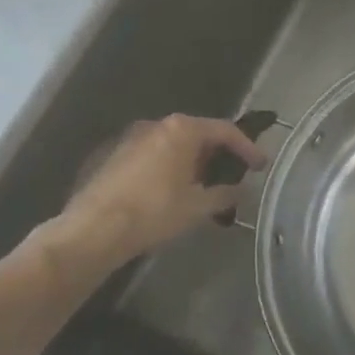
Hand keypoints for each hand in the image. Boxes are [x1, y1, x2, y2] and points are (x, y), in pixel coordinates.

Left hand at [46, 115, 266, 267]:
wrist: (93, 229)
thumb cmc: (154, 212)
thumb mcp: (198, 206)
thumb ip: (225, 194)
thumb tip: (242, 190)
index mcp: (181, 130)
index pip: (225, 131)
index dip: (247, 148)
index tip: (261, 166)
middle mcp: (156, 125)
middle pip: (197, 134)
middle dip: (217, 155)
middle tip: (232, 176)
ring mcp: (130, 138)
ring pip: (172, 145)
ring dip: (191, 163)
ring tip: (201, 189)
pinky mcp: (112, 156)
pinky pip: (152, 156)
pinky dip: (168, 169)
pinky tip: (170, 194)